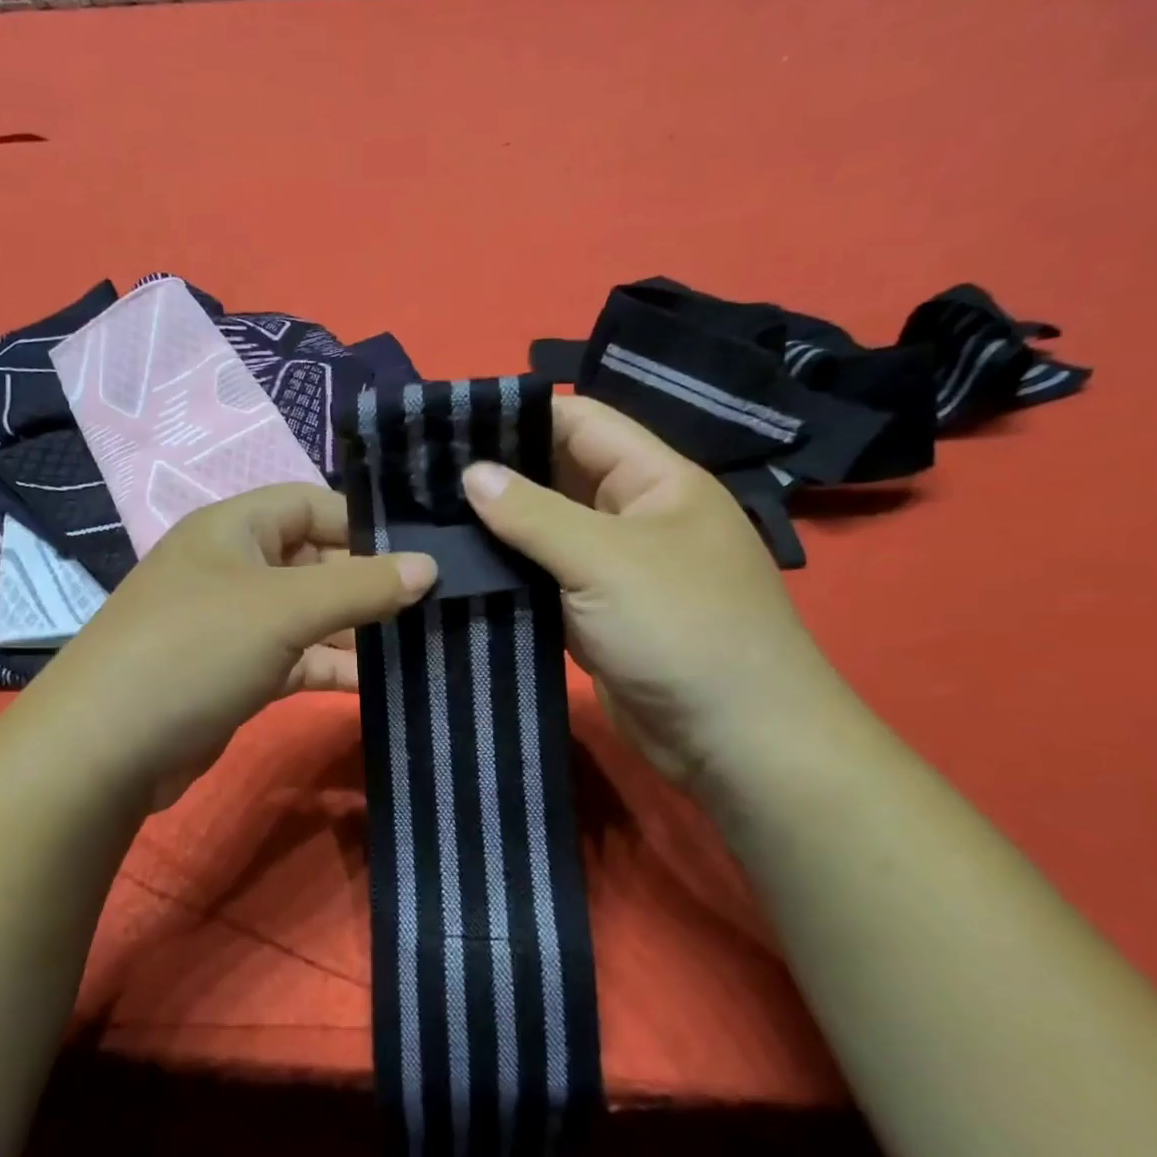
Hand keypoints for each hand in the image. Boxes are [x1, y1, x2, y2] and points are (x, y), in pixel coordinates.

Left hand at [16, 483, 436, 808]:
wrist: (105, 749)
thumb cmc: (195, 649)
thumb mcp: (284, 609)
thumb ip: (360, 585)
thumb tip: (430, 566)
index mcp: (234, 528)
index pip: (313, 504)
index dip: (367, 523)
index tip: (424, 552)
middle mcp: (233, 567)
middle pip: (315, 561)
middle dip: (369, 582)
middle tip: (436, 603)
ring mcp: (233, 624)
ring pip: (309, 616)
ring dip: (356, 630)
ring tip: (421, 644)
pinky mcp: (236, 673)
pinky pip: (296, 659)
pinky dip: (331, 667)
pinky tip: (377, 683)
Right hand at [462, 396, 845, 785]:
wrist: (733, 741)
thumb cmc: (682, 628)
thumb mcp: (605, 558)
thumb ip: (533, 513)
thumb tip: (471, 473)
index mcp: (656, 480)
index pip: (582, 423)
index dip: (522, 416)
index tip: (451, 422)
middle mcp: (634, 516)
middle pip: (559, 477)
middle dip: (499, 474)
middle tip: (423, 474)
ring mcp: (613, 570)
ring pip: (545, 534)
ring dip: (497, 529)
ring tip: (426, 517)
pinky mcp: (593, 616)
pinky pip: (543, 582)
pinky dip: (508, 576)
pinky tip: (456, 569)